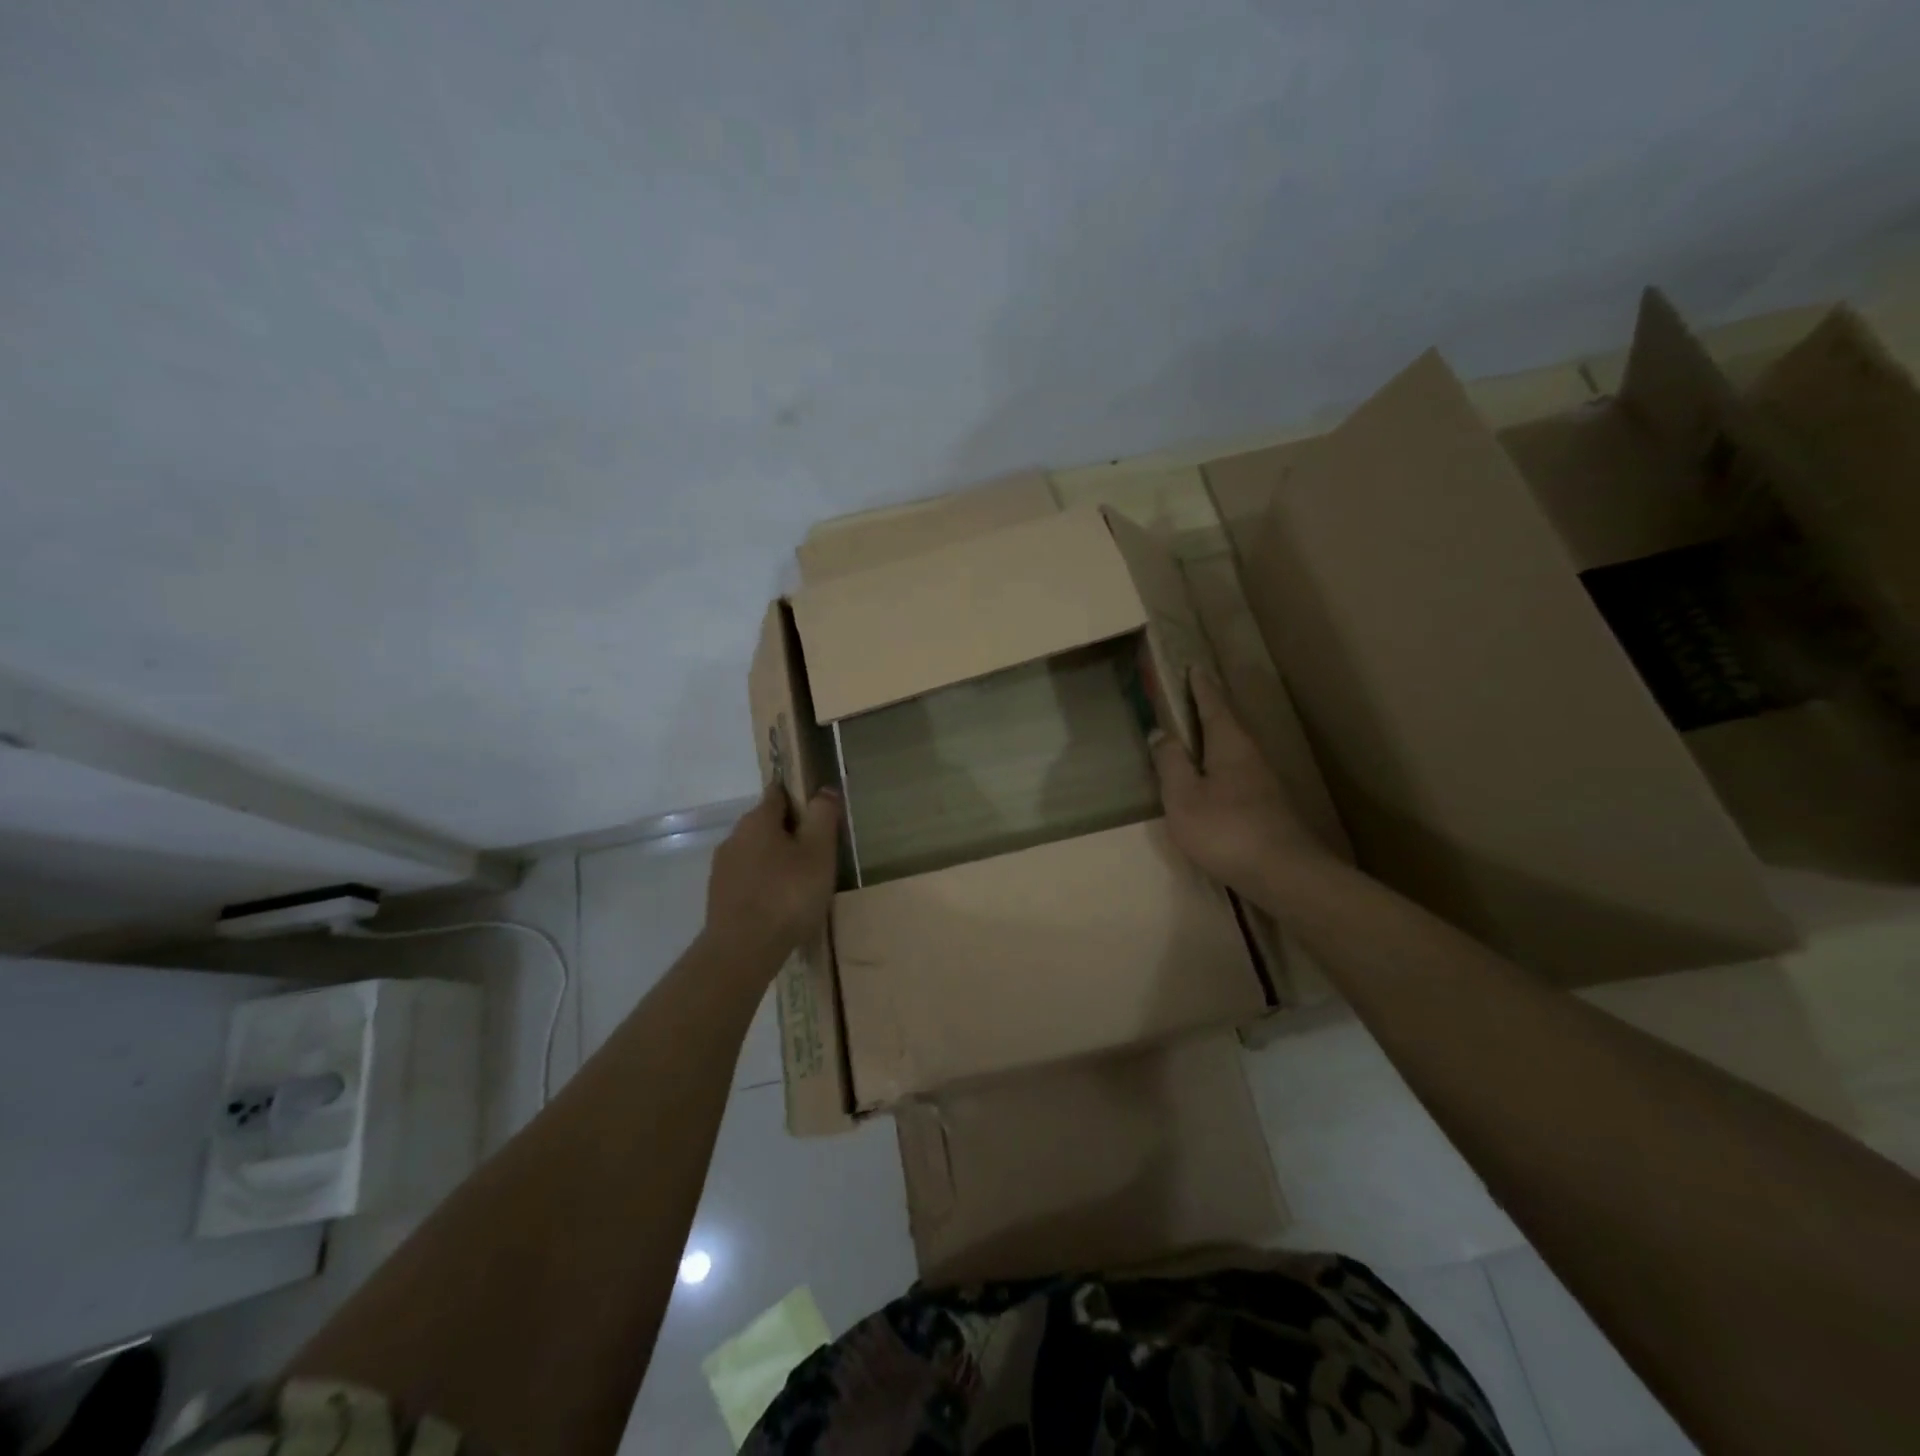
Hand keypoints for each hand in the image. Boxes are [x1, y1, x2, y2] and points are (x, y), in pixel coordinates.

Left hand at [703, 781, 841, 961]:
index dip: (800, 797)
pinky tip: (782, 904)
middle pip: (767, 824)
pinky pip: (749, 879)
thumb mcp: (818, 852)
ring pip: (757, 853)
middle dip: (791, 832)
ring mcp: (723, 868)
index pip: (778, 792)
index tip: (820, 813)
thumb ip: (822, 816)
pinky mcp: (720, 897)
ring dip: (778, 860)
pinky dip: (765, 884)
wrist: (742, 951)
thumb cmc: (787, 895)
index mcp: (757, 820)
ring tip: (803, 882)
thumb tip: (824, 790)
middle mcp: (734, 837)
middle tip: (819, 853)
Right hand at [1150, 668, 1327, 898]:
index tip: (1192, 667)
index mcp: (1230, 743)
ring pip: (1236, 747)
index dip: (1200, 686)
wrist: (1283, 872)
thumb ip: (1170, 762)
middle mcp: (1251, 754)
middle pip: (1229, 722)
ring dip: (1217, 735)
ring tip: (1197, 734)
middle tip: (1192, 694)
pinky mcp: (1268, 805)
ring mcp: (1264, 780)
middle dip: (1211, 707)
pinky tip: (1214, 776)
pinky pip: (1239, 770)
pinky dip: (1222, 762)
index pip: (1213, 704)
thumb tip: (1161, 732)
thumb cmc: (1225, 828)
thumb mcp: (1183, 796)